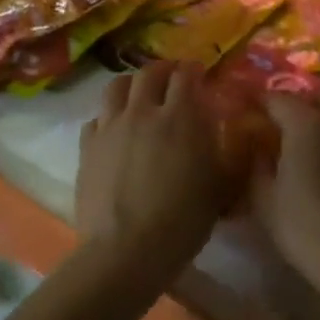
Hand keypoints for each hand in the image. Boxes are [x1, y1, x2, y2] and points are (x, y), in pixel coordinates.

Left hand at [75, 61, 243, 288]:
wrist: (126, 249)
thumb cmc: (183, 219)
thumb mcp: (222, 186)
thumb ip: (228, 152)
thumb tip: (232, 133)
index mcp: (180, 116)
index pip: (185, 75)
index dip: (193, 70)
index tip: (199, 74)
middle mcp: (142, 111)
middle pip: (149, 73)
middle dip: (163, 70)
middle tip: (171, 79)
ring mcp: (110, 126)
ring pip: (116, 86)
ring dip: (132, 84)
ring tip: (139, 94)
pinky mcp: (87, 146)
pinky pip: (96, 118)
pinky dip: (108, 116)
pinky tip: (114, 129)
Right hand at [249, 89, 319, 299]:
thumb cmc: (303, 227)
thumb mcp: (264, 199)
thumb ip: (257, 164)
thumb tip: (257, 148)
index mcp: (305, 123)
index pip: (277, 98)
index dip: (259, 102)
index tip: (247, 111)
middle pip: (319, 95)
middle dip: (301, 102)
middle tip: (284, 124)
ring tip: (316, 135)